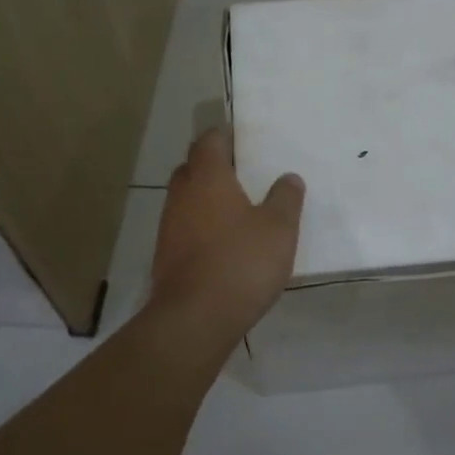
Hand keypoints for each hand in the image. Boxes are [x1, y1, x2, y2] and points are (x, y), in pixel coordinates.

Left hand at [150, 125, 304, 334]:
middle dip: (214, 166)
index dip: (225, 136)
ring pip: (187, 199)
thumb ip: (285, 198)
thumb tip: (288, 177)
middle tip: (244, 172)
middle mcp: (182, 195)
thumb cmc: (241, 263)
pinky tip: (224, 242)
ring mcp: (169, 226)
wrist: (194, 319)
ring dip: (207, 198)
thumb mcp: (279, 229)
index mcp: (207, 178)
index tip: (244, 139)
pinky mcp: (166, 255)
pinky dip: (202, 226)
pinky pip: (185, 227)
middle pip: (193, 167)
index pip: (209, 141)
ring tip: (238, 208)